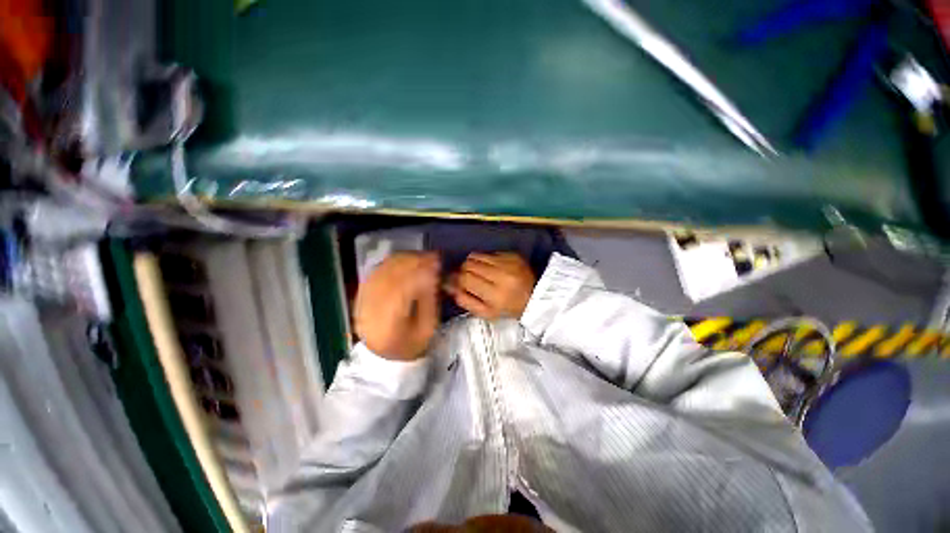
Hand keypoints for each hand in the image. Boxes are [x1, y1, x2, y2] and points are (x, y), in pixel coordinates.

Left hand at [354, 252, 439, 360]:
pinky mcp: (361, 294)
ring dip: (403, 259)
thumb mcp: (427, 327)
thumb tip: (432, 273)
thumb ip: (429, 299)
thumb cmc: (410, 344)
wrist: (382, 356)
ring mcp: (362, 300)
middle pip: (391, 275)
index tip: (437, 260)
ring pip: (383, 270)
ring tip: (421, 256)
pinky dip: (392, 263)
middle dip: (413, 261)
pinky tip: (406, 260)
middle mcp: (371, 308)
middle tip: (431, 255)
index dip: (421, 270)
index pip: (404, 287)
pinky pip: (377, 271)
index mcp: (389, 321)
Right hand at [446, 252, 535, 318]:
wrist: (535, 297)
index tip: (455, 281)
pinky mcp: (512, 254)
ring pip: (476, 256)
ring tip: (478, 272)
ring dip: (473, 263)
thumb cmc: (508, 308)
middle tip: (467, 277)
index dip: (457, 279)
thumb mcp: (486, 313)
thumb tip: (449, 286)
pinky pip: (488, 253)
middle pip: (469, 265)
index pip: (466, 279)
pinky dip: (485, 260)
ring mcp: (508, 263)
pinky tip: (492, 268)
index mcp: (495, 295)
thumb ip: (466, 301)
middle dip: (464, 271)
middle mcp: (501, 276)